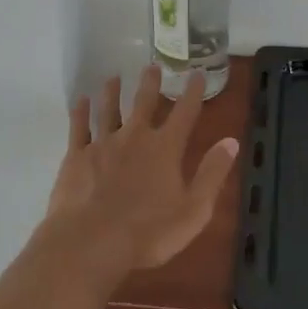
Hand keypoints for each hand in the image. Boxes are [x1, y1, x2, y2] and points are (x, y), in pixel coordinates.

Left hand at [41, 65, 239, 276]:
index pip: (184, 113)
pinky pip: (78, 128)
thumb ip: (212, 173)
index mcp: (166, 149)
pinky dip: (80, 112)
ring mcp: (103, 144)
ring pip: (108, 110)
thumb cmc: (148, 232)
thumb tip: (231, 142)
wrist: (90, 242)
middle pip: (144, 103)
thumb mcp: (194, 209)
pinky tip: (80, 101)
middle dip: (150, 84)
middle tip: (152, 65)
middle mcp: (135, 137)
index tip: (195, 74)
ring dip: (112, 92)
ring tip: (113, 77)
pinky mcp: (76, 157)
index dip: (192, 92)